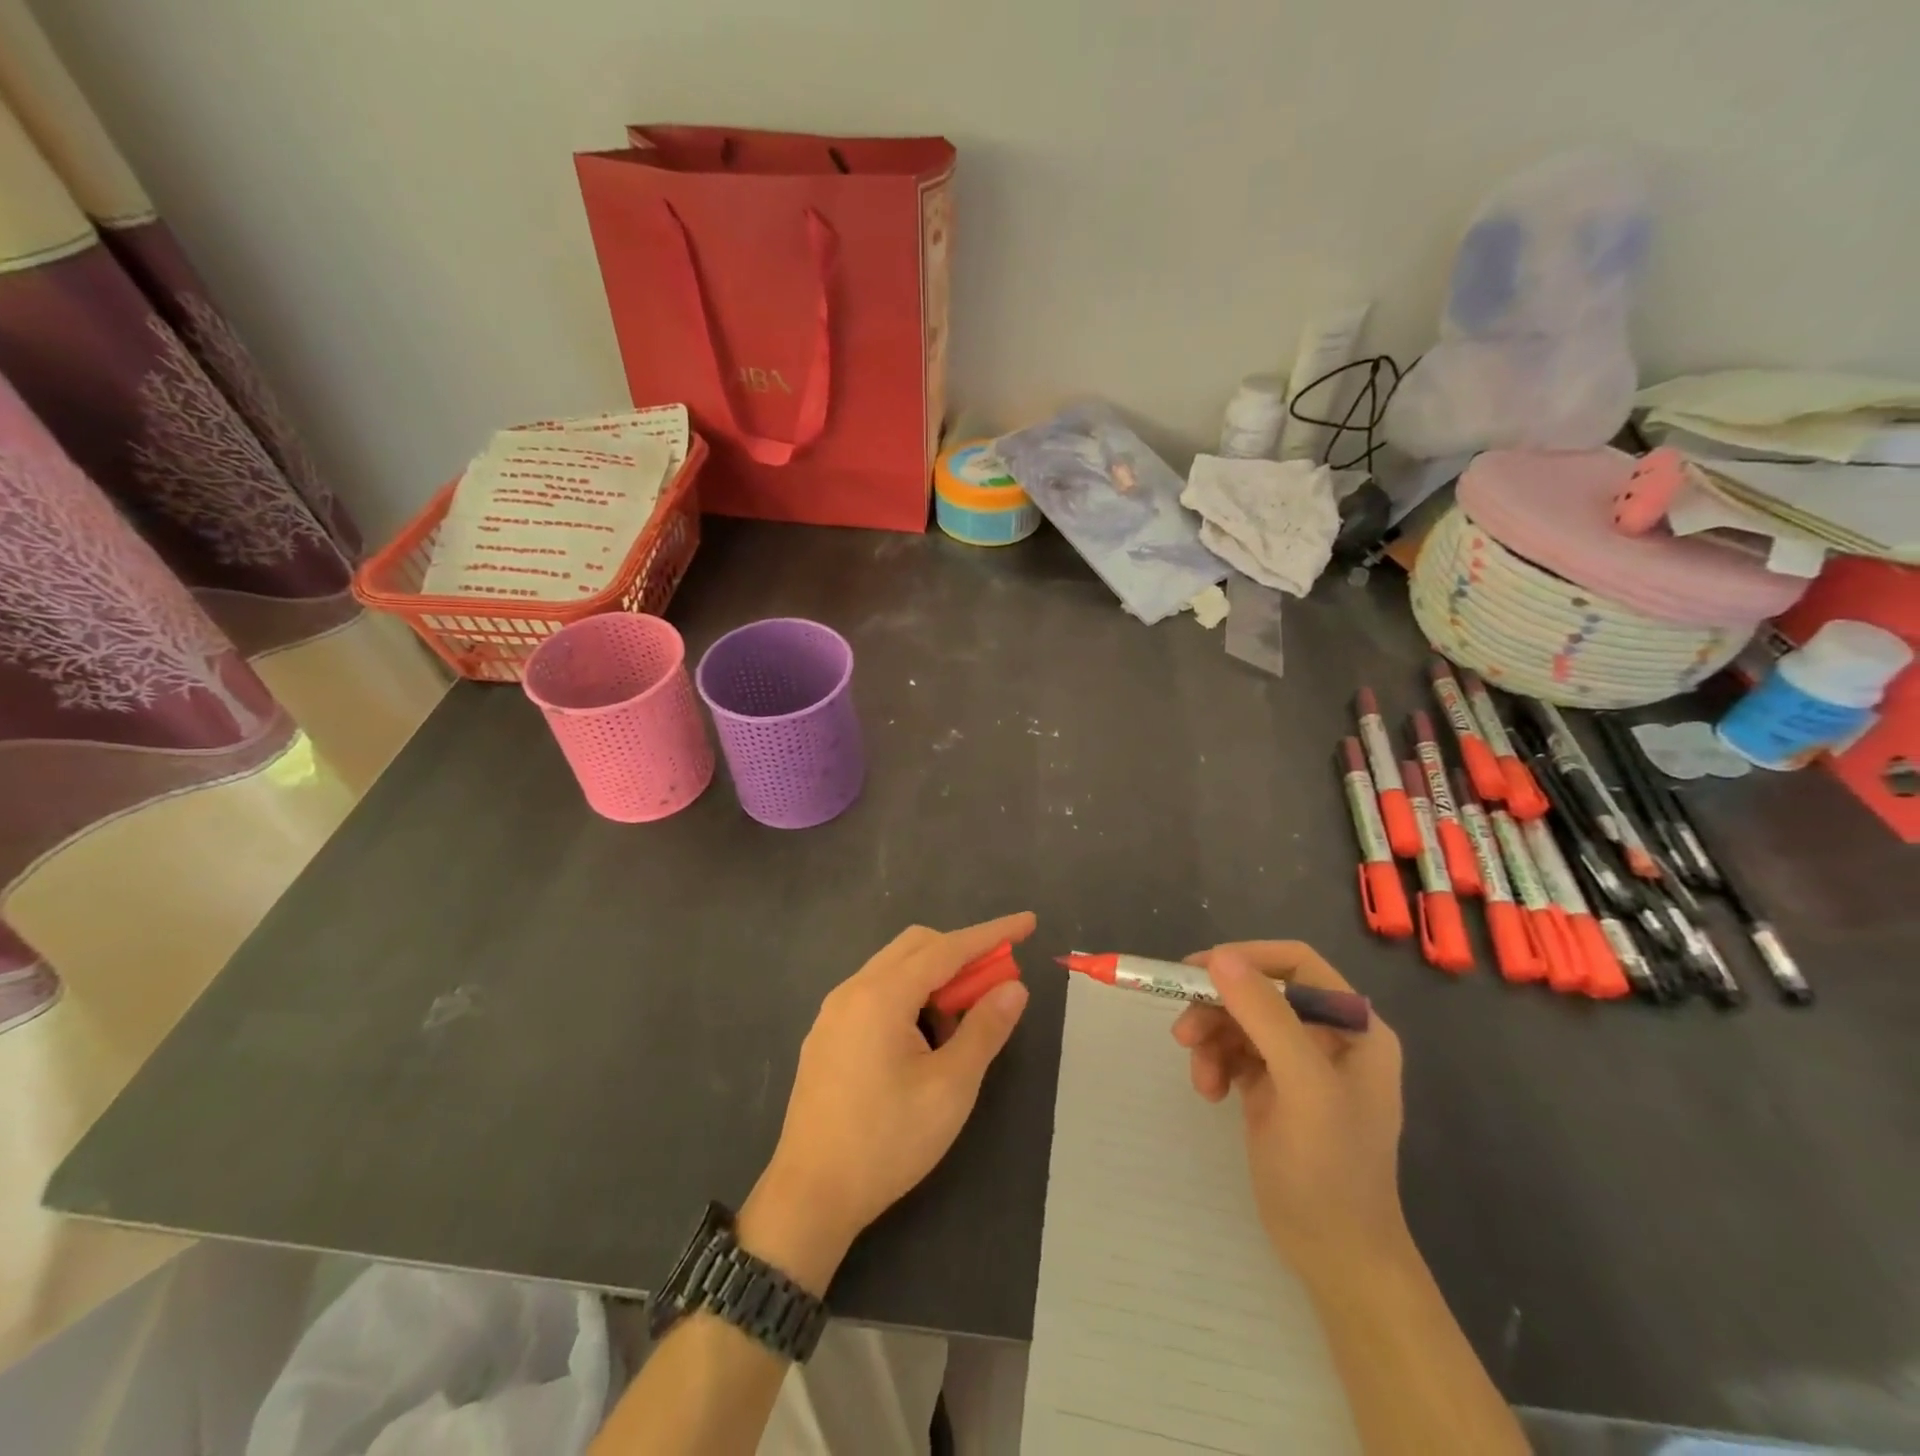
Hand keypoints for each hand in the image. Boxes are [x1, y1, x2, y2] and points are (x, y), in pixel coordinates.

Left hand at [740, 914, 1034, 1293]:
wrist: (810, 1196)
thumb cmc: (887, 1141)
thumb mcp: (950, 1088)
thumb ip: (985, 1029)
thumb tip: (1014, 987)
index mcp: (882, 995)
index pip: (948, 948)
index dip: (992, 934)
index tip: (1028, 924)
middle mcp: (853, 989)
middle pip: (916, 946)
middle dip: (962, 954)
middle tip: (995, 985)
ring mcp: (834, 1011)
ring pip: (894, 969)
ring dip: (934, 979)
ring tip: (958, 1028)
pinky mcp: (826, 1035)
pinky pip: (875, 993)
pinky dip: (909, 998)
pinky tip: (922, 1043)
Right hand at [1171, 941, 1407, 1274]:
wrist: (1335, 1257)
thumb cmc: (1330, 1170)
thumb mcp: (1302, 1086)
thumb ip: (1265, 1016)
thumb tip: (1220, 957)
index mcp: (1353, 1026)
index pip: (1296, 963)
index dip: (1247, 958)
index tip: (1199, 972)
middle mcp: (1328, 1036)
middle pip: (1260, 991)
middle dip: (1219, 1007)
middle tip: (1183, 1031)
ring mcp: (1299, 1063)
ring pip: (1240, 1020)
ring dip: (1211, 1038)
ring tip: (1200, 1076)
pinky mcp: (1273, 1088)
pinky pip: (1234, 1051)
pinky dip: (1214, 1063)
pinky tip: (1209, 1092)